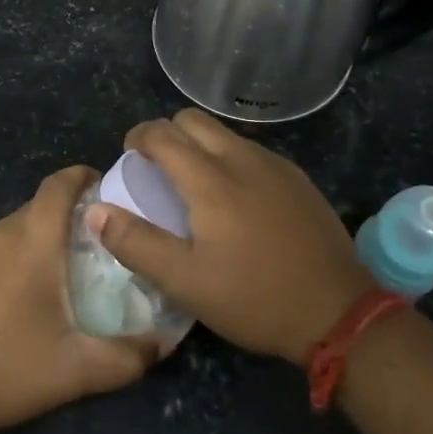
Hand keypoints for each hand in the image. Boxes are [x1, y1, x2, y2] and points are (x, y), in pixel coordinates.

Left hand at [0, 166, 157, 433]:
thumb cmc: (5, 370)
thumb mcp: (77, 371)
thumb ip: (128, 357)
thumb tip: (165, 344)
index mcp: (31, 241)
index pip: (58, 184)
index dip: (85, 176)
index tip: (111, 191)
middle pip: (41, 204)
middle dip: (74, 213)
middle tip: (104, 242)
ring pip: (18, 226)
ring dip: (45, 235)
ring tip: (71, 268)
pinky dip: (20, 252)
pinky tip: (29, 293)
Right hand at [86, 109, 372, 365]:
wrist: (337, 313)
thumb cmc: (253, 298)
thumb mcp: (184, 281)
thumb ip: (135, 242)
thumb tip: (94, 211)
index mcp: (211, 179)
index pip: (163, 133)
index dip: (138, 137)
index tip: (129, 157)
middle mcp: (243, 159)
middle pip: (194, 120)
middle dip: (168, 134)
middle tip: (157, 169)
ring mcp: (277, 167)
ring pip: (226, 134)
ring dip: (200, 146)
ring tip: (194, 185)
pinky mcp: (299, 181)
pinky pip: (253, 152)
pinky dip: (230, 160)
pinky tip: (236, 200)